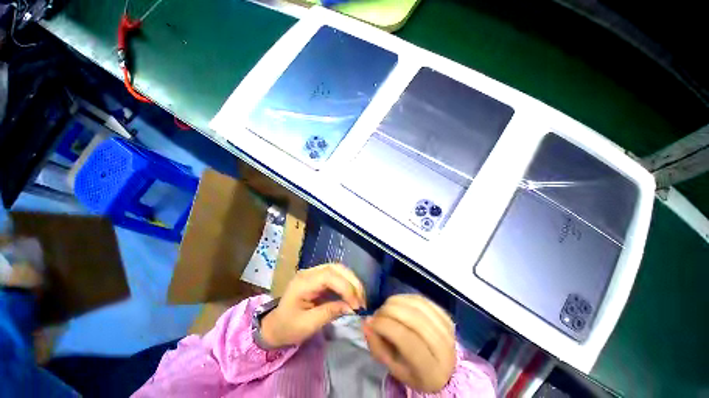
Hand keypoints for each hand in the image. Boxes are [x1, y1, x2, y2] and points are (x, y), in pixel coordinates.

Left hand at [261, 263, 365, 347]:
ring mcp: (314, 273)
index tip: (356, 305)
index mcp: (303, 282)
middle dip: (352, 282)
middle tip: (362, 300)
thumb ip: (330, 312)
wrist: (274, 326)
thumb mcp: (308, 325)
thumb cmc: (288, 328)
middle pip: (336, 268)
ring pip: (338, 269)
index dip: (345, 287)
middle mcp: (310, 272)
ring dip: (352, 281)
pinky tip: (353, 294)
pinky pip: (337, 275)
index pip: (329, 276)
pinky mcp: (319, 278)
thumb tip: (352, 307)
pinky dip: (347, 283)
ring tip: (360, 297)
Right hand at [362, 294, 455, 392]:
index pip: (408, 340)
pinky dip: (407, 298)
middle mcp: (445, 351)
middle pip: (414, 320)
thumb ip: (378, 347)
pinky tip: (399, 302)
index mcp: (431, 372)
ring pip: (419, 306)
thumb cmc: (413, 371)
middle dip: (390, 311)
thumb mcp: (393, 368)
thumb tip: (367, 322)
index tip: (372, 321)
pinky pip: (424, 300)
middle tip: (378, 313)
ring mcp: (448, 332)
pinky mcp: (447, 318)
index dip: (386, 326)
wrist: (440, 368)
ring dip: (397, 302)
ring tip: (386, 307)